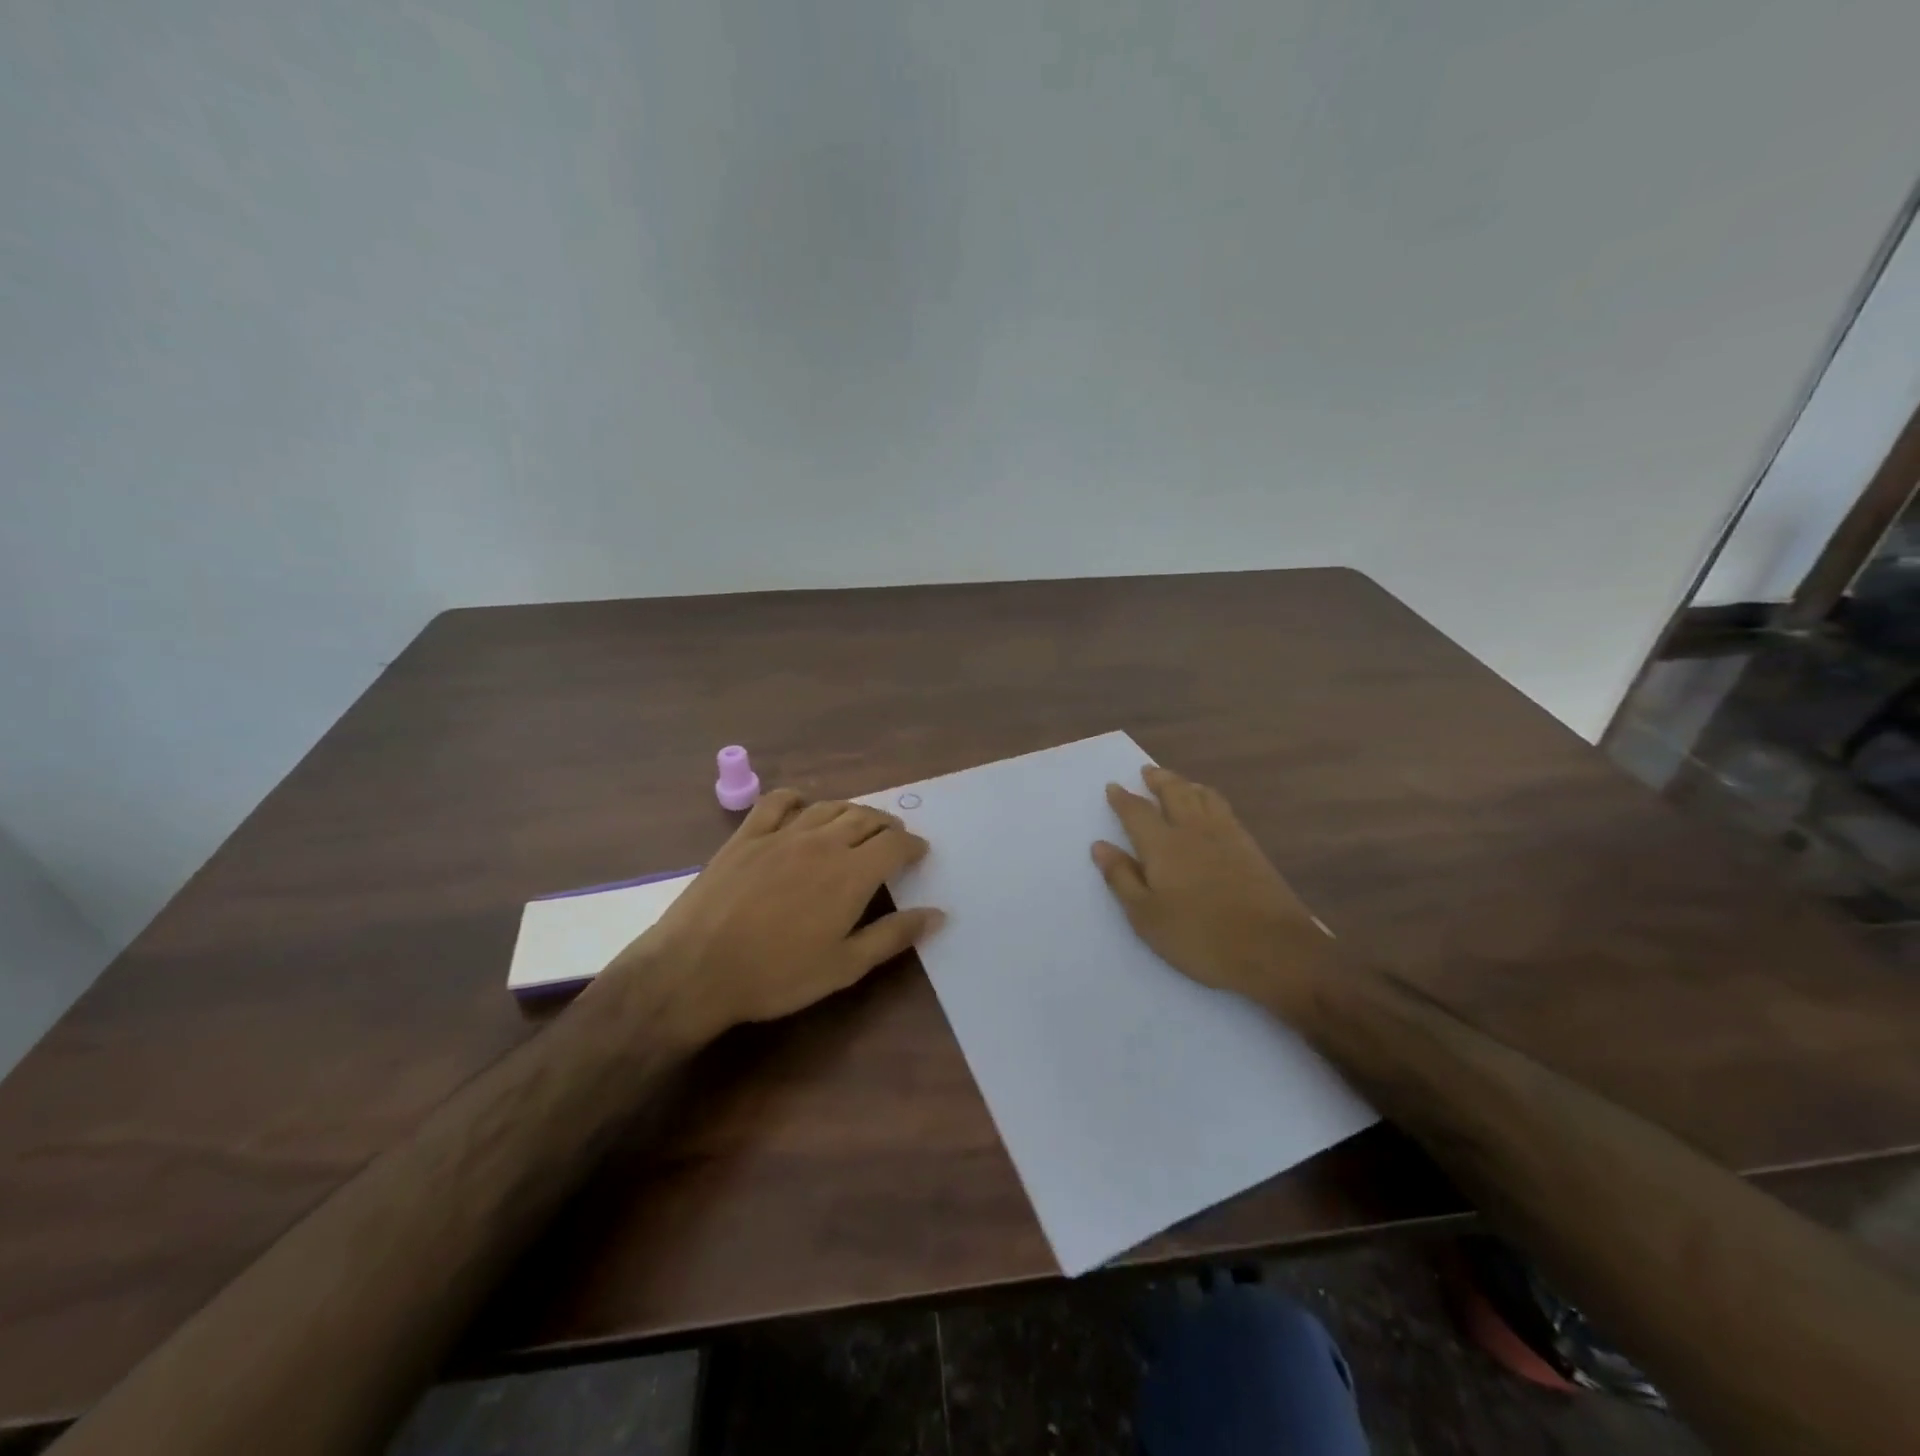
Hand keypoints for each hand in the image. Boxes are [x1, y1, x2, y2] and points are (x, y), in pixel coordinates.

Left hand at [603, 790, 944, 1042]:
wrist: (696, 970)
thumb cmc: (777, 975)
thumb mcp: (844, 966)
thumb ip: (893, 935)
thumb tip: (937, 914)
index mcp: (851, 873)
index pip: (894, 844)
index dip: (913, 845)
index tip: (920, 853)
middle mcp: (822, 842)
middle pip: (865, 818)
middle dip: (886, 825)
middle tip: (894, 838)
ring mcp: (781, 834)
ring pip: (828, 807)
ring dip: (852, 811)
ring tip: (859, 823)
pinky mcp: (746, 836)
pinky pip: (777, 802)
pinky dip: (797, 799)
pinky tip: (802, 806)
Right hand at [1091, 766, 1335, 1016]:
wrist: (1273, 948)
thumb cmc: (1199, 936)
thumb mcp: (1146, 915)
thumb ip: (1122, 878)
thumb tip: (1100, 845)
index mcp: (1163, 845)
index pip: (1137, 812)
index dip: (1123, 799)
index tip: (1113, 786)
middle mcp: (1193, 830)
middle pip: (1174, 793)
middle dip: (1158, 780)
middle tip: (1147, 771)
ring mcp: (1226, 836)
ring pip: (1203, 796)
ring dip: (1186, 784)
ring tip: (1178, 782)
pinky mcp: (1250, 848)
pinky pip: (1224, 809)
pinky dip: (1210, 798)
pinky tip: (1211, 807)